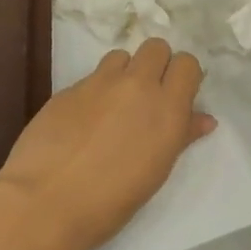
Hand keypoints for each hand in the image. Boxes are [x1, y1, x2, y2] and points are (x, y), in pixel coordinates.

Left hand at [0, 39, 214, 249]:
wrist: (46, 202)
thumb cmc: (112, 201)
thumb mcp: (157, 171)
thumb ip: (182, 136)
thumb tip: (204, 119)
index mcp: (167, 108)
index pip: (187, 63)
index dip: (182, 76)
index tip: (176, 96)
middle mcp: (137, 85)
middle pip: (156, 47)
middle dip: (156, 64)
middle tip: (147, 96)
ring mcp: (99, 82)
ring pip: (121, 56)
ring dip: (123, 72)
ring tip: (113, 105)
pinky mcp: (68, 88)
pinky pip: (91, 77)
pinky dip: (94, 92)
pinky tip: (82, 122)